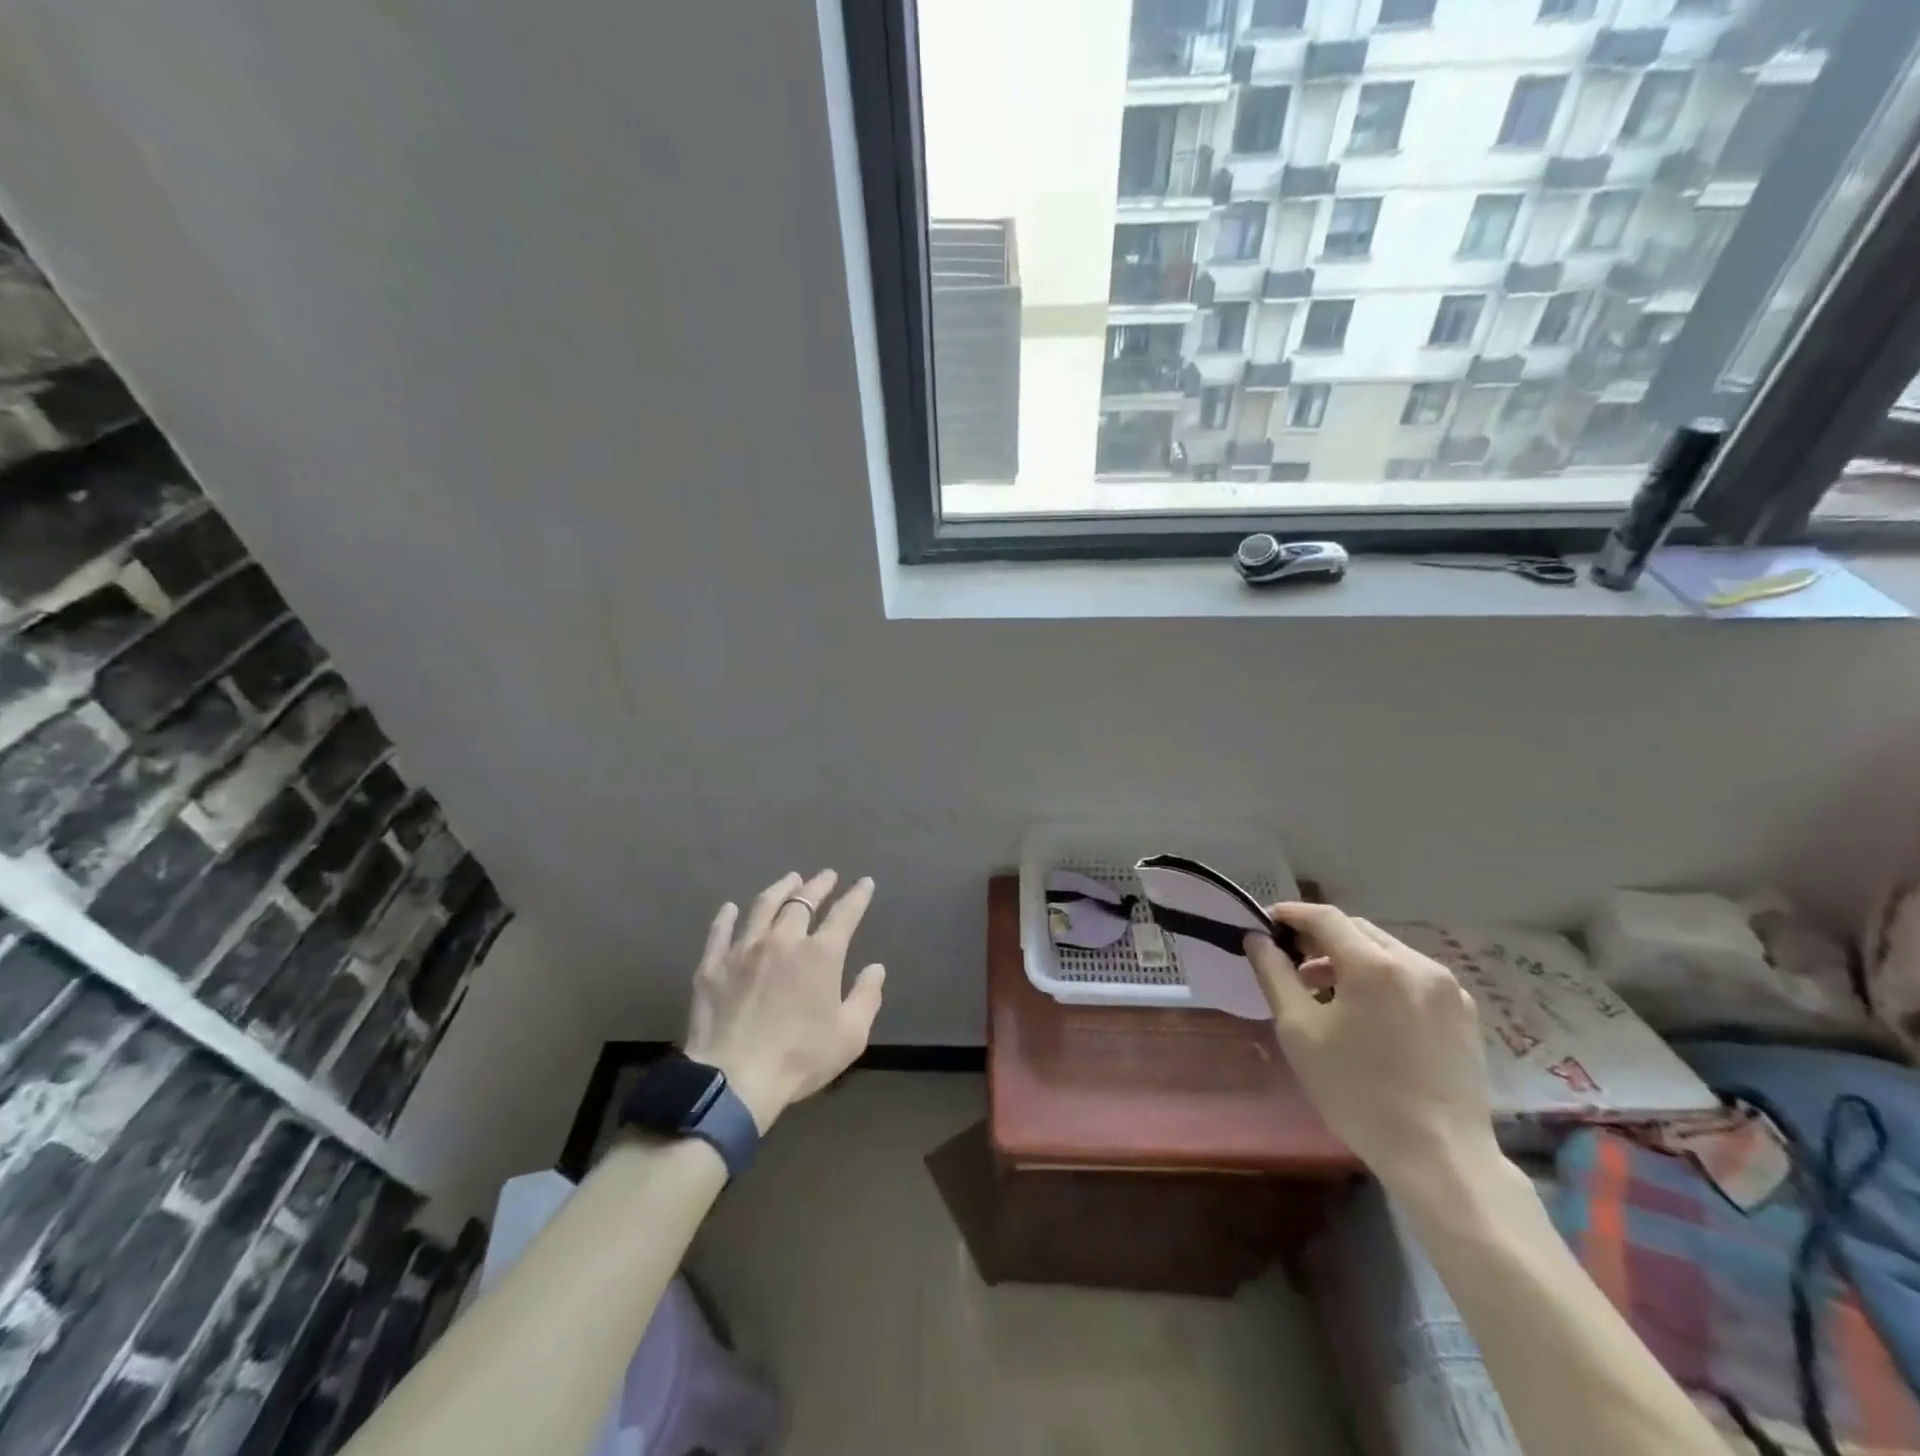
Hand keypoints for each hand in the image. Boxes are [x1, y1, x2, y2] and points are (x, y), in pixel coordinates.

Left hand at [683, 871, 885, 1131]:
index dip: (857, 896)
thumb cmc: (799, 1059)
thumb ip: (866, 997)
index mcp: (821, 954)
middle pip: (802, 902)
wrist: (733, 1080)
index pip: (845, 914)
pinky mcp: (713, 965)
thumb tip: (876, 968)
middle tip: (827, 875)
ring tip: (790, 879)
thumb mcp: (849, 1035)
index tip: (864, 883)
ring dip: (780, 889)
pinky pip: (720, 931)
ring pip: (763, 907)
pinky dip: (727, 916)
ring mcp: (744, 949)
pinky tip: (730, 908)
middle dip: (818, 885)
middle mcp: (783, 940)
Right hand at [1244, 903, 1498, 1194]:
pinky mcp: (1465, 1012)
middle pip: (1357, 930)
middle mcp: (1417, 963)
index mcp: (1374, 965)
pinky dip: (1382, 978)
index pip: (1324, 916)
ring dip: (1351, 959)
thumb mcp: (1299, 1031)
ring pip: (1386, 951)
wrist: (1441, 1158)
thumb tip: (1257, 939)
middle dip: (1320, 939)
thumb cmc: (1358, 1092)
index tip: (1266, 925)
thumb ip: (1274, 974)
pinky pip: (1412, 976)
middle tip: (1292, 965)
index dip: (1291, 914)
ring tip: (1328, 995)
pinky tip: (1369, 1015)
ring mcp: (1448, 987)